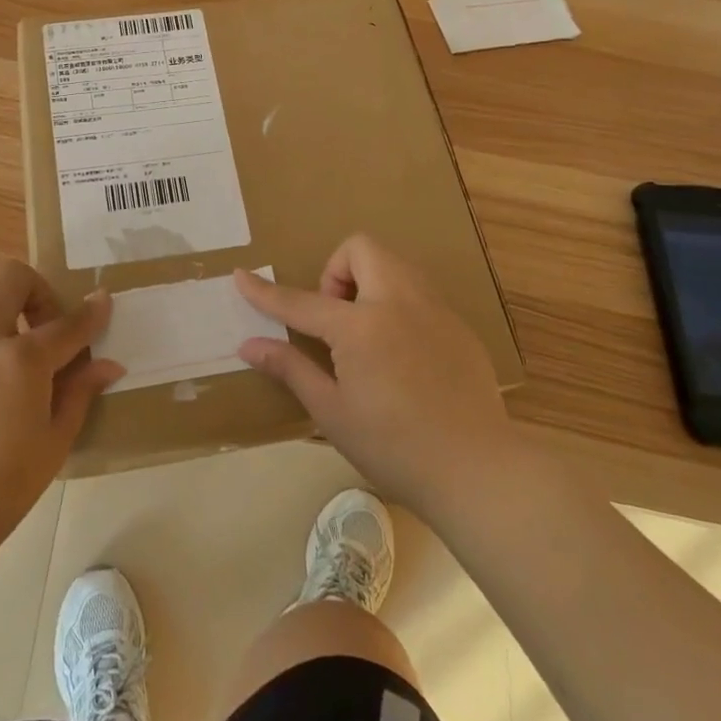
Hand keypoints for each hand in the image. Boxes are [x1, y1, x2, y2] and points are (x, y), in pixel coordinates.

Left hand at [0, 261, 120, 571]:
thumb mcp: (52, 445)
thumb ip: (78, 394)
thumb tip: (107, 365)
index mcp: (20, 359)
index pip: (66, 323)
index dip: (91, 312)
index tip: (104, 301)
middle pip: (11, 278)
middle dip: (38, 291)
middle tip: (48, 331)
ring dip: (4, 314)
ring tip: (16, 360)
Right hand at [235, 235, 519, 513]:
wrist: (479, 471)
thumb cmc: (394, 447)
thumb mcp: (333, 412)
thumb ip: (291, 369)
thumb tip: (249, 346)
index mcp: (360, 326)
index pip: (301, 300)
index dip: (265, 291)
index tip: (241, 276)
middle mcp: (397, 302)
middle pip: (360, 249)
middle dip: (337, 270)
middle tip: (334, 319)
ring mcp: (434, 310)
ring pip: (394, 264)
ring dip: (369, 282)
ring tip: (366, 333)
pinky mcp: (459, 326)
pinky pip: (420, 294)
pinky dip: (398, 305)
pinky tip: (403, 356)